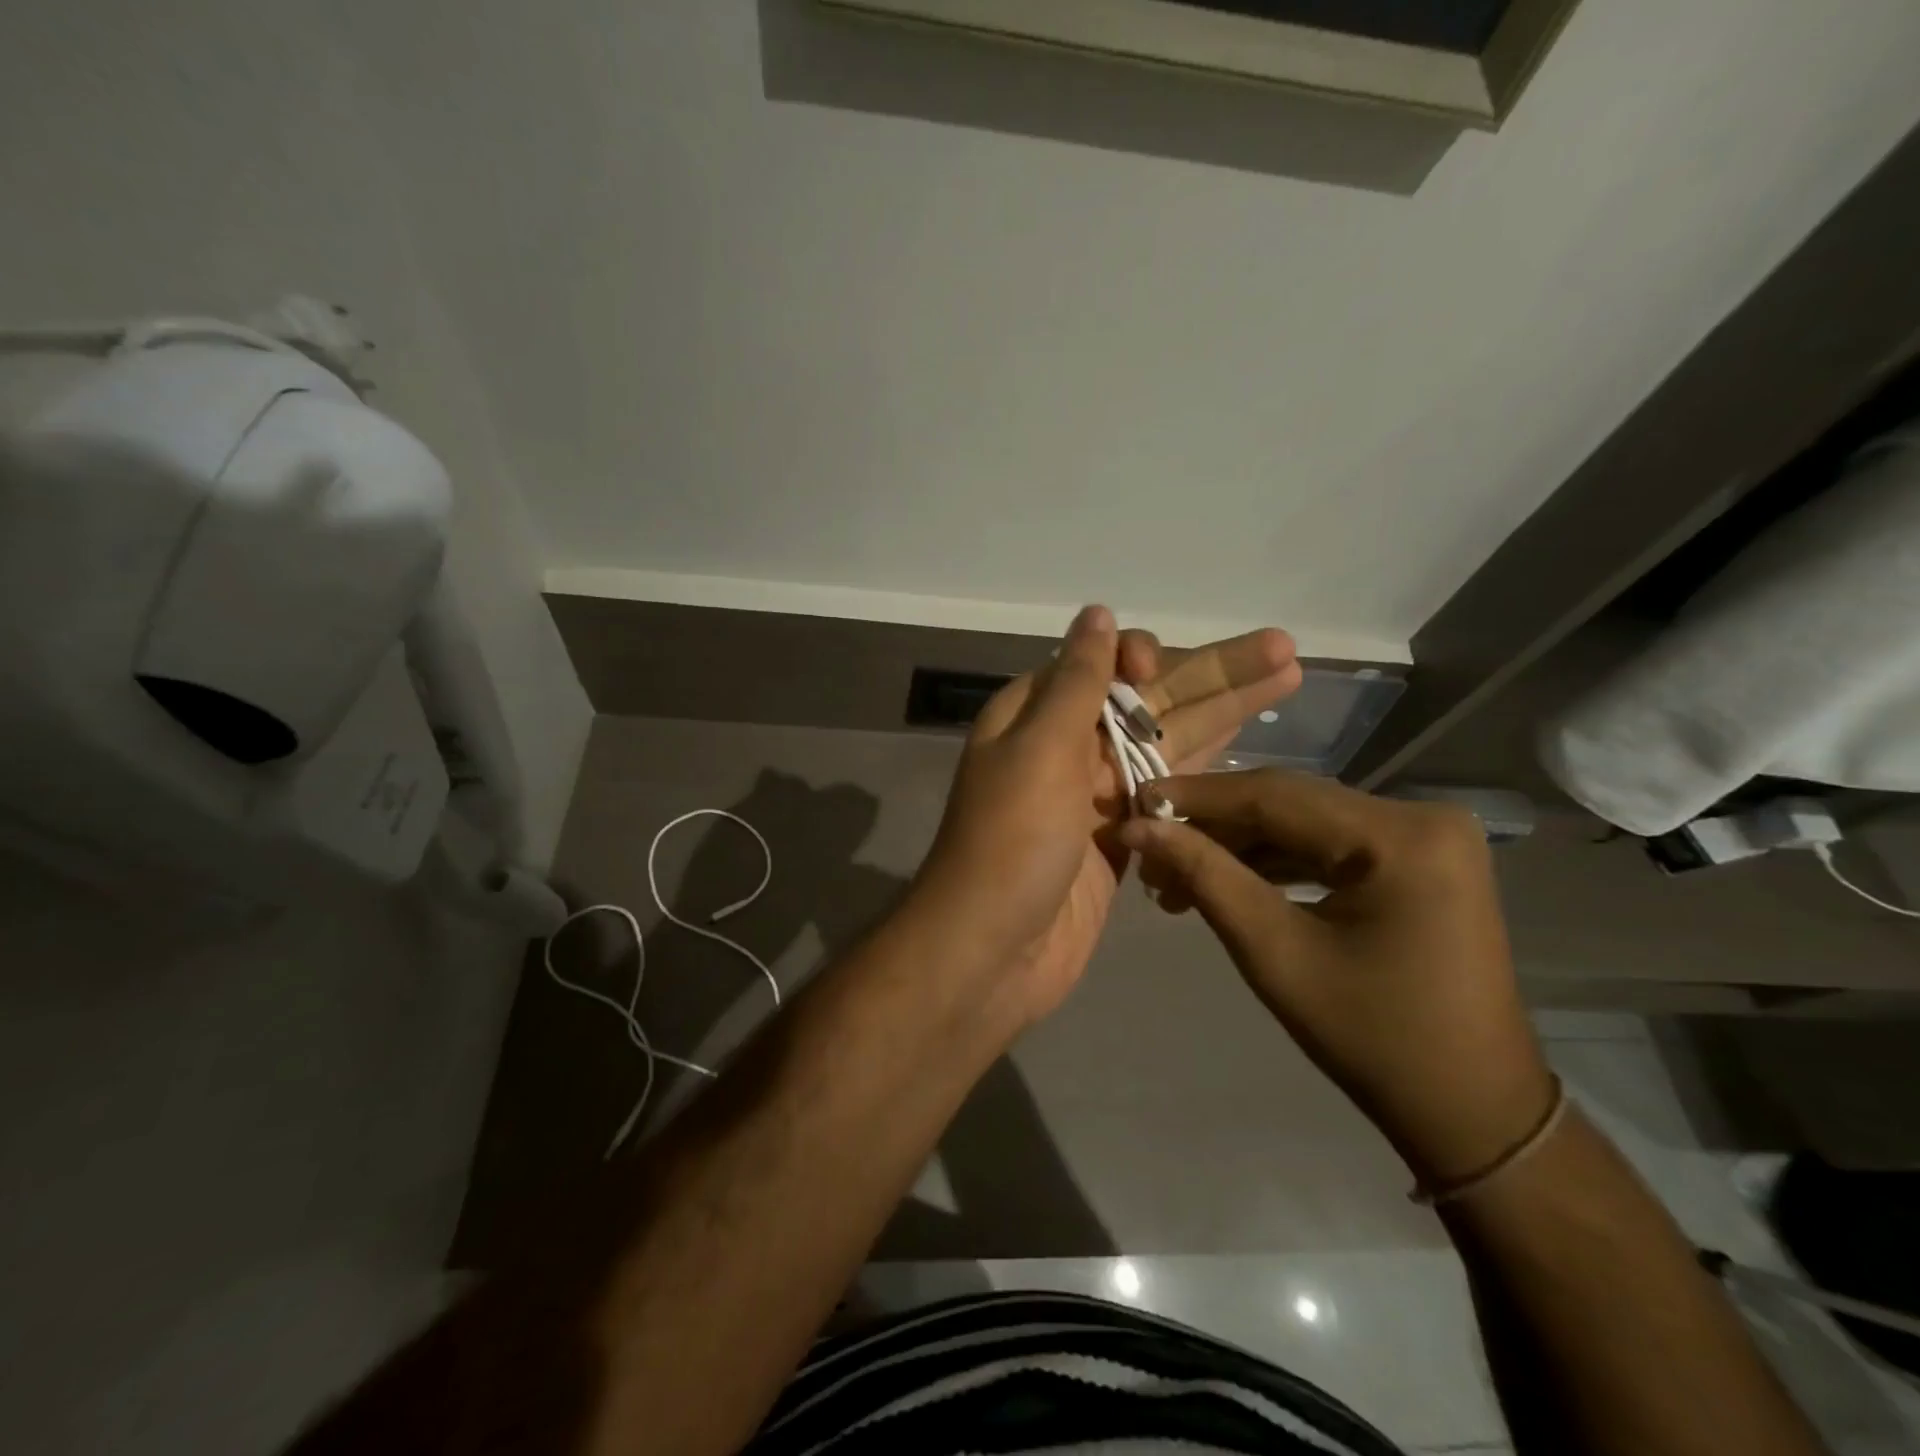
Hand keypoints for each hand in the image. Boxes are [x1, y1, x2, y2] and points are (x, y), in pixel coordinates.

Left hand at [914, 606, 1299, 1027]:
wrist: (991, 952)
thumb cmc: (1010, 843)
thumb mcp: (1039, 749)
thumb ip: (1075, 682)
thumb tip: (1096, 613)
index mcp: (1036, 716)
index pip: (1099, 666)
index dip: (1141, 658)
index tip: (1161, 667)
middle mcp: (1067, 748)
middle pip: (1148, 701)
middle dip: (1212, 675)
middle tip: (1284, 649)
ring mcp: (1096, 796)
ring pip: (1167, 743)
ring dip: (1223, 713)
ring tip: (1288, 679)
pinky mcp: (1121, 839)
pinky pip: (1169, 792)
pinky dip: (1205, 771)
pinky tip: (1247, 745)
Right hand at [1117, 770, 1552, 1187]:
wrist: (1469, 1107)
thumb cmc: (1371, 1038)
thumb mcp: (1274, 954)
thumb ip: (1205, 876)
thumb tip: (1137, 827)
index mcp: (1400, 837)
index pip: (1274, 795)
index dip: (1195, 798)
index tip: (1133, 803)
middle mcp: (1421, 817)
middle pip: (1289, 803)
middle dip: (1213, 826)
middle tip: (1148, 850)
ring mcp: (1424, 835)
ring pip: (1303, 821)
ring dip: (1238, 846)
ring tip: (1174, 878)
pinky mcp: (1417, 857)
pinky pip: (1328, 843)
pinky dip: (1274, 860)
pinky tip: (1226, 879)